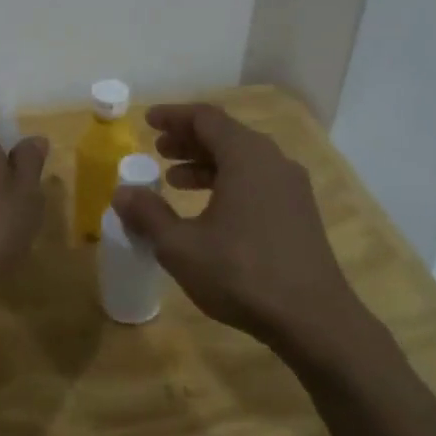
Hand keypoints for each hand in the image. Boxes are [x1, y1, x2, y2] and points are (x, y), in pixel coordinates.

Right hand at [111, 102, 356, 348]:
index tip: (148, 120)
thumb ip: (149, 214)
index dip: (173, 116)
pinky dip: (228, 182)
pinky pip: (257, 181)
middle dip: (188, 140)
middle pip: (226, 135)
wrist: (313, 320)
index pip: (205, 118)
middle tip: (158, 150)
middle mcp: (273, 161)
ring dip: (206, 164)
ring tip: (175, 181)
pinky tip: (210, 211)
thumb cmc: (241, 273)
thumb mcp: (181, 246)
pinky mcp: (299, 212)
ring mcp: (291, 187)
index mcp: (246, 156)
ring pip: (243, 160)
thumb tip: (122, 193)